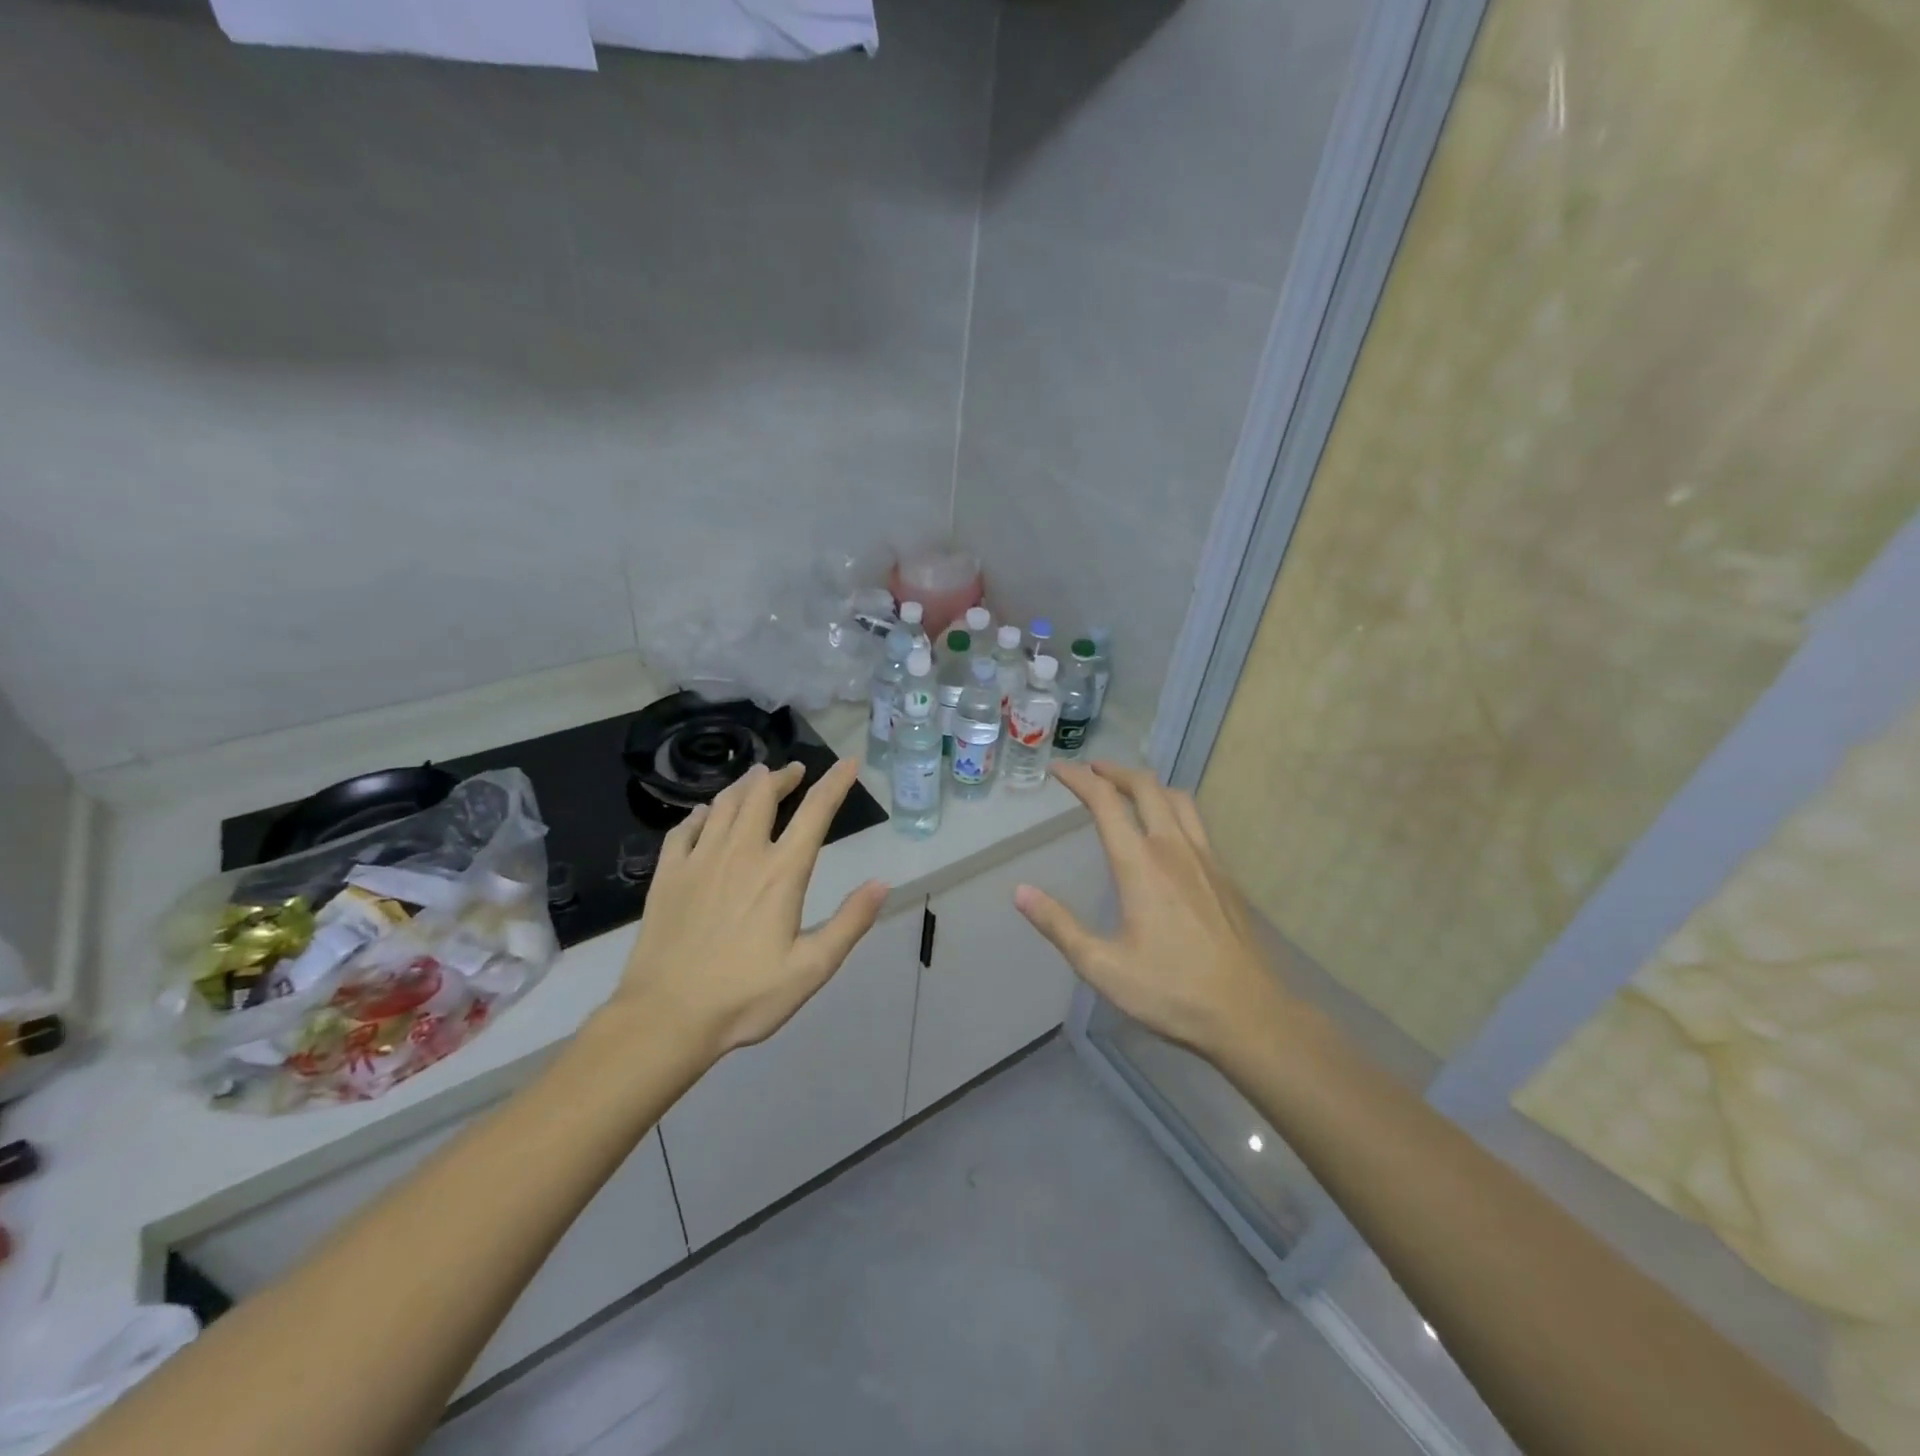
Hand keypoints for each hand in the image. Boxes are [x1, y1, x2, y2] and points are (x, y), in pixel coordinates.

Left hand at [614, 759, 889, 1057]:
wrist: (666, 1017)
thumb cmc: (746, 996)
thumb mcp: (812, 968)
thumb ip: (850, 922)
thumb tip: (882, 883)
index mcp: (781, 872)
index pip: (815, 813)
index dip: (835, 783)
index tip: (847, 763)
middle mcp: (741, 853)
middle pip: (762, 795)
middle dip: (782, 776)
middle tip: (794, 771)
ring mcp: (699, 860)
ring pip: (723, 804)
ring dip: (745, 786)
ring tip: (757, 780)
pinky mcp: (668, 875)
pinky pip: (684, 828)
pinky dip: (700, 813)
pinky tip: (704, 814)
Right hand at [1014, 761, 1292, 1058]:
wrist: (1248, 1013)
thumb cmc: (1171, 991)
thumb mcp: (1102, 967)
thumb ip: (1059, 925)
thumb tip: (1021, 891)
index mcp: (1140, 865)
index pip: (1105, 802)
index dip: (1079, 779)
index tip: (1059, 769)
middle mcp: (1174, 849)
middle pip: (1145, 786)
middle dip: (1114, 771)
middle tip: (1090, 771)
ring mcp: (1205, 859)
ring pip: (1177, 798)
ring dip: (1148, 785)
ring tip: (1127, 791)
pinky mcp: (1224, 875)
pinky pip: (1196, 822)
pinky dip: (1172, 808)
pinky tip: (1165, 833)